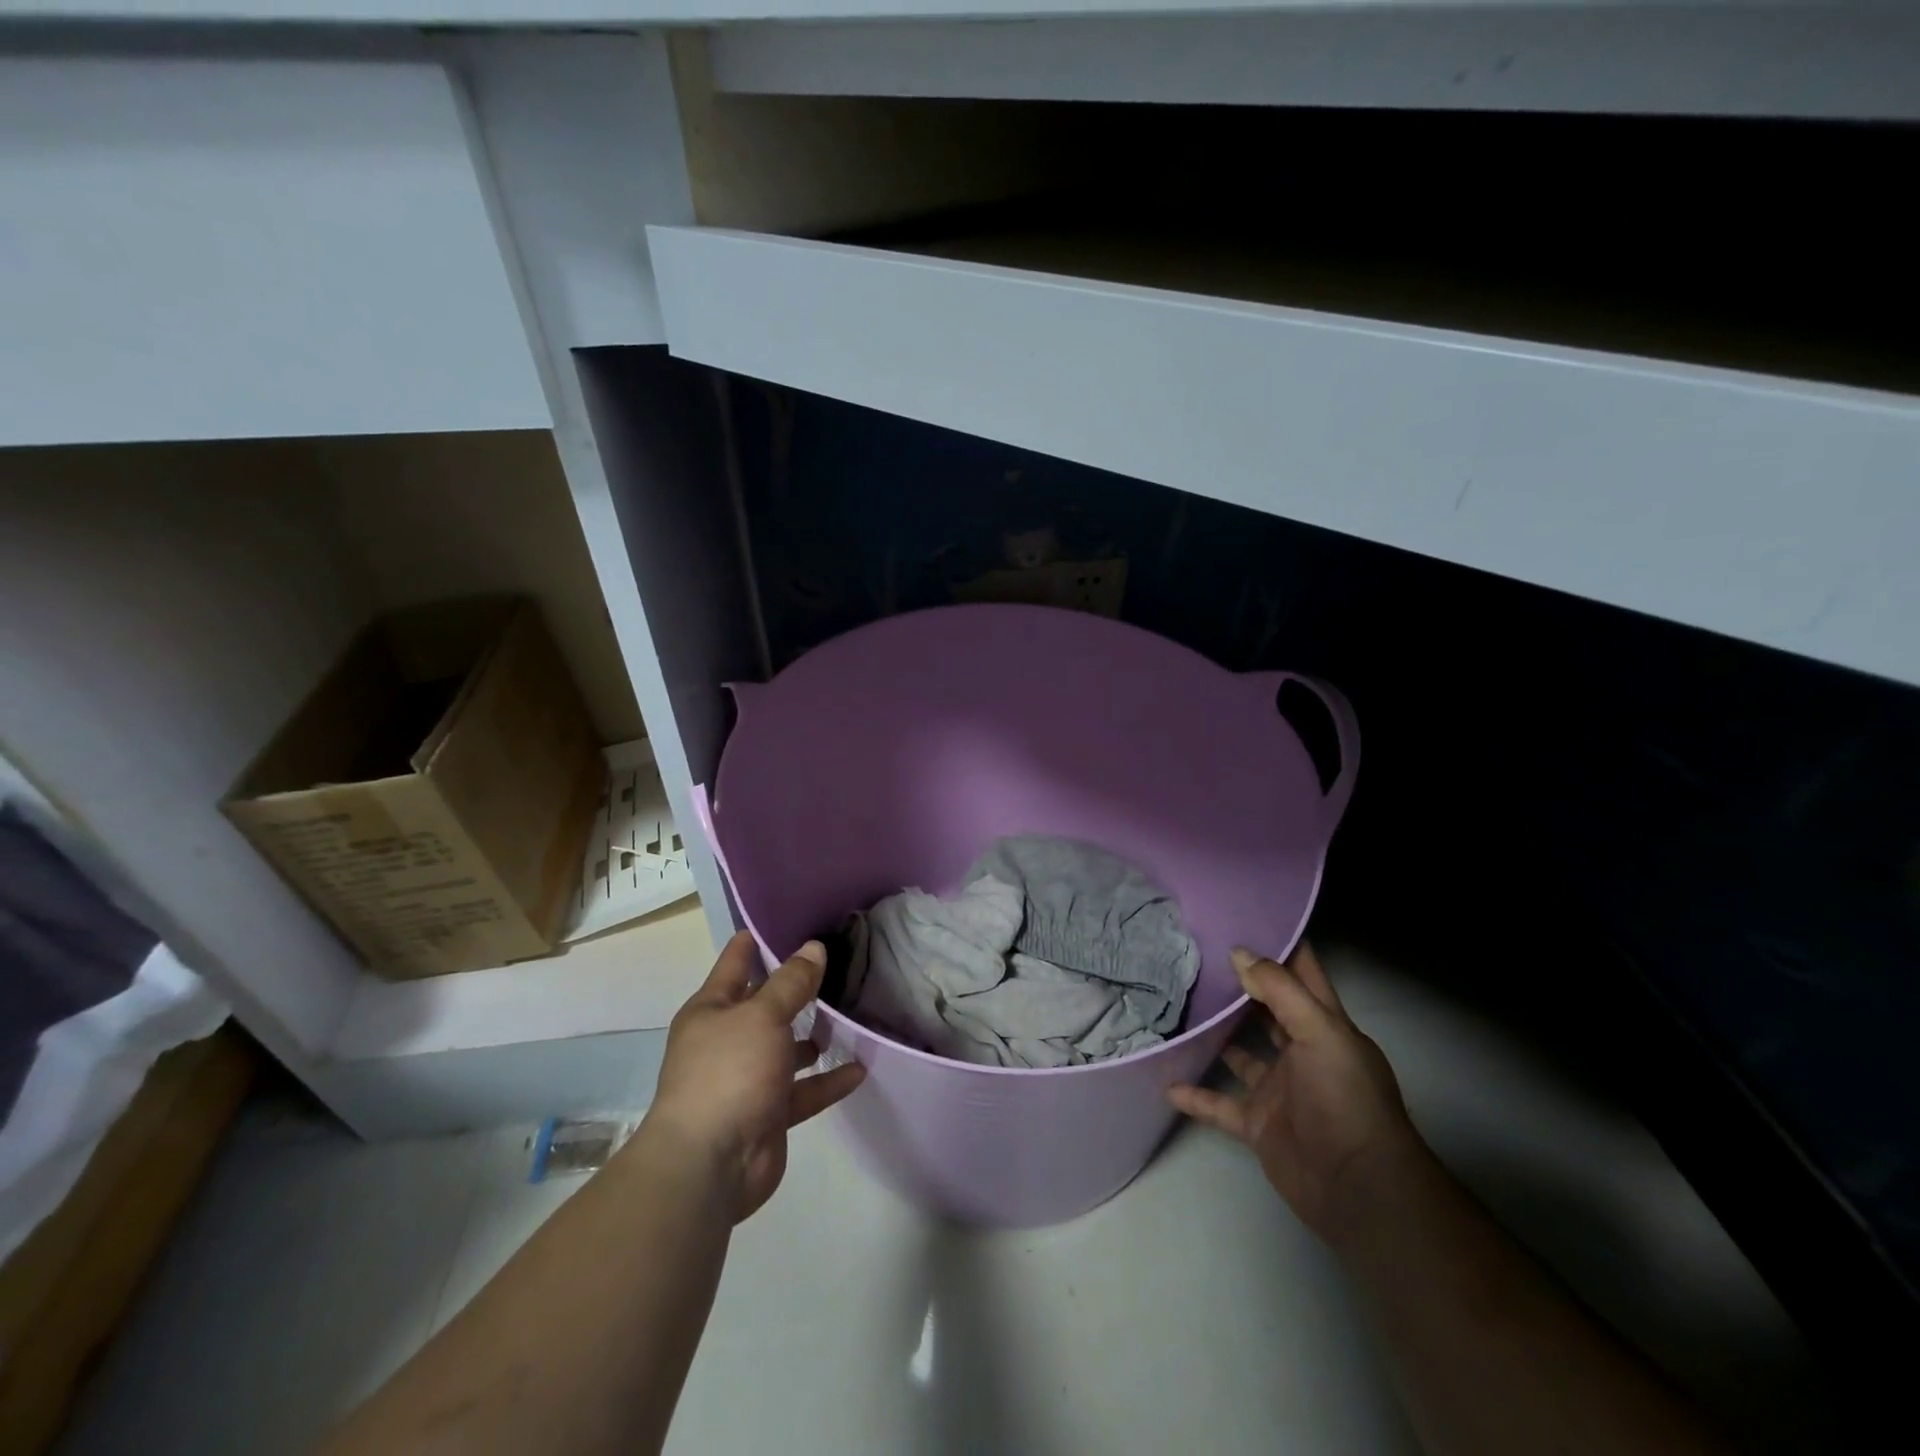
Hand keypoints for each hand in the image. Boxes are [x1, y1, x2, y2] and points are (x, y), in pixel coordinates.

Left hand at [644, 931, 865, 1222]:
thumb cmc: (729, 1072)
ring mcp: (748, 1079)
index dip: (756, 940)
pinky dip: (828, 1081)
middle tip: (836, 963)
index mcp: (712, 1010)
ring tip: (849, 1015)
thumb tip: (814, 947)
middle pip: (765, 1005)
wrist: (710, 1164)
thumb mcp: (762, 1016)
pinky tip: (859, 1069)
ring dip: (813, 1037)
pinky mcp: (769, 1114)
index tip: (786, 919)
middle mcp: (728, 1040)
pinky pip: (804, 1091)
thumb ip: (792, 983)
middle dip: (796, 988)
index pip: (735, 963)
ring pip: (787, 1049)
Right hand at [1169, 941, 1424, 1246]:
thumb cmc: (1345, 1099)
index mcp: (1324, 1025)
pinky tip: (1167, 1080)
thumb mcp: (1320, 1032)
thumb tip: (1239, 952)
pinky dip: (1195, 1095)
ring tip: (1177, 1008)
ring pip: (1240, 1053)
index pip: (1303, 973)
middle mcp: (1301, 1051)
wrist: (1357, 1188)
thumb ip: (1279, 990)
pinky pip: (1220, 1104)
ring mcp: (1278, 1089)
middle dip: (1239, 984)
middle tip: (1195, 955)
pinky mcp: (1258, 1124)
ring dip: (1214, 1035)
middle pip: (1267, 1009)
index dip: (1280, 944)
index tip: (1243, 916)